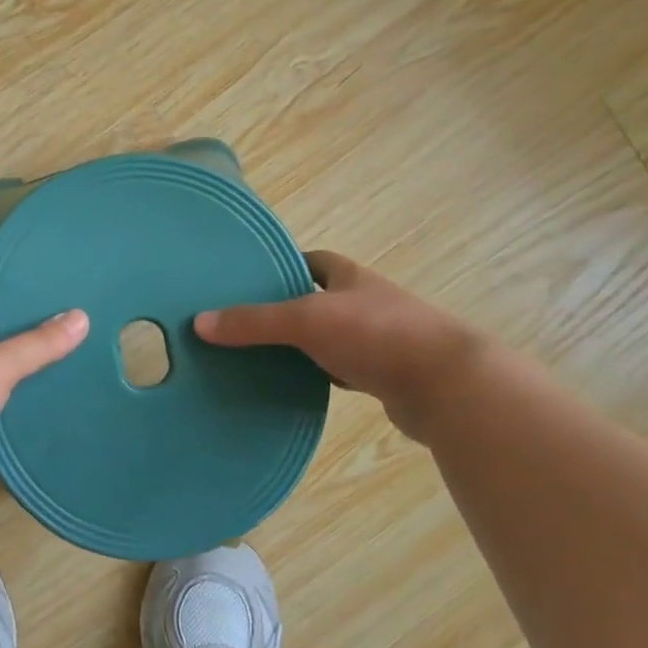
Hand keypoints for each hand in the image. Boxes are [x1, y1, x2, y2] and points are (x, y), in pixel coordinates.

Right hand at [194, 251, 484, 438]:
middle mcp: (365, 302)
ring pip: (328, 337)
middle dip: (285, 308)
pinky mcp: (384, 375)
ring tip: (258, 354)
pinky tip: (295, 386)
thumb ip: (254, 321)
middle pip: (317, 299)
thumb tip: (199, 322)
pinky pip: (340, 369)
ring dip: (301, 345)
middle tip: (242, 321)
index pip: (312, 260)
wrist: (447, 386)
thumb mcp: (306, 320)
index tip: (248, 278)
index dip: (282, 264)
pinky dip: (318, 375)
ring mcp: (378, 340)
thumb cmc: (376, 335)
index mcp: (349, 277)